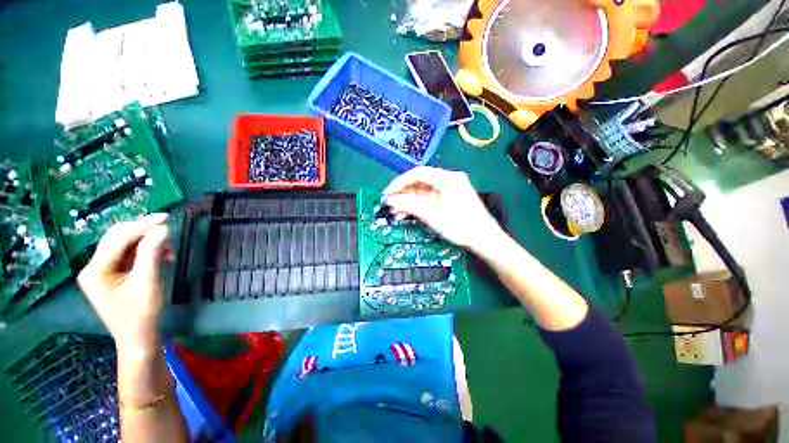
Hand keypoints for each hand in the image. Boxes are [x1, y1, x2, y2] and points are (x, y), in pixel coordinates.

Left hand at [77, 213, 170, 353]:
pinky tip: (160, 257)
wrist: (138, 338)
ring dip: (146, 242)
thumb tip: (162, 229)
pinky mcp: (110, 275)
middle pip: (118, 238)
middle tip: (169, 232)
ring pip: (124, 245)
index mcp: (96, 270)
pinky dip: (145, 252)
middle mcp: (93, 267)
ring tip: (167, 250)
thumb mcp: (148, 282)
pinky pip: (127, 255)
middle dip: (144, 232)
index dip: (143, 225)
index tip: (167, 217)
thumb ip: (152, 253)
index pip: (119, 238)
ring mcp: (100, 271)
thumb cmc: (142, 314)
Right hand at [383, 167, 502, 251]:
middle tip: (390, 205)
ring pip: (423, 192)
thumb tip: (390, 199)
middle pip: (420, 182)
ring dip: (409, 201)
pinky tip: (407, 214)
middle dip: (403, 194)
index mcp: (447, 178)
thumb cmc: (460, 225)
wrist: (484, 239)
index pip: (418, 173)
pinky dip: (418, 206)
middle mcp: (449, 180)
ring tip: (396, 213)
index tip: (387, 194)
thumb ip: (410, 204)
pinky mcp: (450, 200)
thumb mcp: (432, 214)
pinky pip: (429, 199)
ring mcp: (450, 190)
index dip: (400, 182)